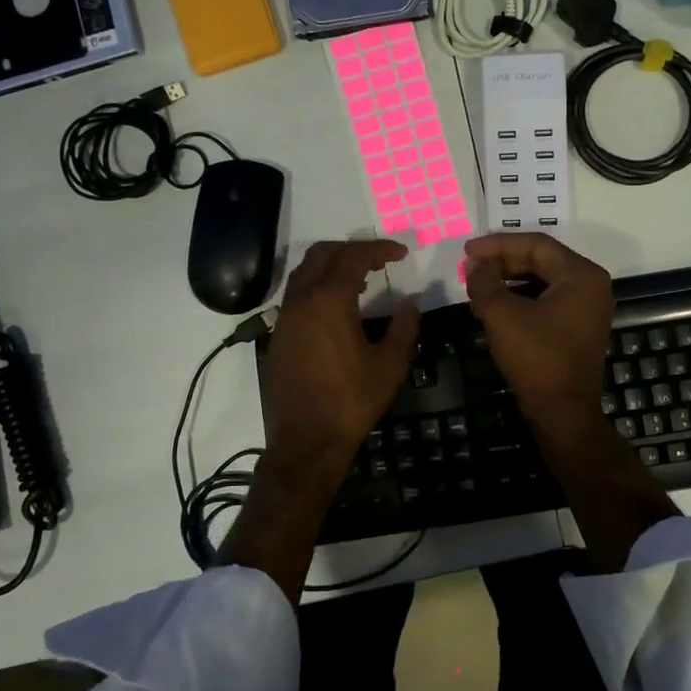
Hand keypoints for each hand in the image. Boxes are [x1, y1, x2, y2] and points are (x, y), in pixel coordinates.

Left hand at [260, 239, 419, 469]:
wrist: (306, 441)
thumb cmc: (352, 401)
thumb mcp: (389, 364)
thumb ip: (403, 326)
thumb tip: (413, 301)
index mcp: (329, 301)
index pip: (354, 257)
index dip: (379, 249)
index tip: (401, 253)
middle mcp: (301, 300)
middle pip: (322, 254)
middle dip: (351, 250)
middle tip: (378, 260)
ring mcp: (284, 318)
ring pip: (304, 273)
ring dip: (331, 267)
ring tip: (360, 280)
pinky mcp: (278, 336)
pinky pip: (296, 296)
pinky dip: (317, 287)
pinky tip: (337, 309)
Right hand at [463, 233, 614, 428]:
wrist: (562, 412)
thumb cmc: (536, 358)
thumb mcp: (502, 315)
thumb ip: (484, 282)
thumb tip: (474, 264)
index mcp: (581, 275)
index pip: (535, 244)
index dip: (497, 244)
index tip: (467, 250)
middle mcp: (591, 284)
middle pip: (541, 260)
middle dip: (502, 262)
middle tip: (470, 267)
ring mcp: (587, 307)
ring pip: (542, 280)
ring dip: (508, 280)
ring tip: (477, 285)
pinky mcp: (578, 326)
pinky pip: (547, 299)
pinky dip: (520, 298)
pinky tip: (494, 305)